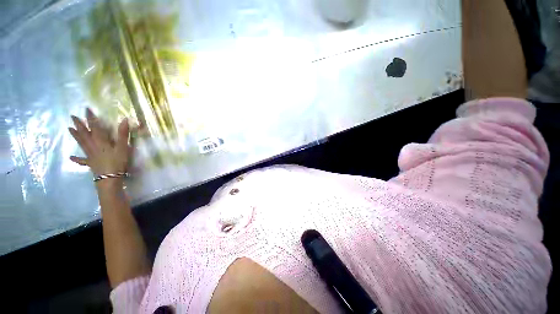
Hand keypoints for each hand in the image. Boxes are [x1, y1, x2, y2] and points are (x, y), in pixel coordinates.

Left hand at [68, 108, 130, 177]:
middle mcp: (93, 145)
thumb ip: (123, 134)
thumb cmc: (117, 161)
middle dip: (79, 125)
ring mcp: (90, 154)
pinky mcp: (90, 163)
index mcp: (101, 141)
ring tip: (69, 128)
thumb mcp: (123, 147)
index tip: (86, 109)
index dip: (91, 118)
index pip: (95, 127)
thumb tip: (124, 120)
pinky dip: (76, 158)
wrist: (109, 178)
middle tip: (73, 117)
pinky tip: (71, 157)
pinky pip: (82, 160)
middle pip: (84, 134)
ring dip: (76, 135)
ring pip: (81, 143)